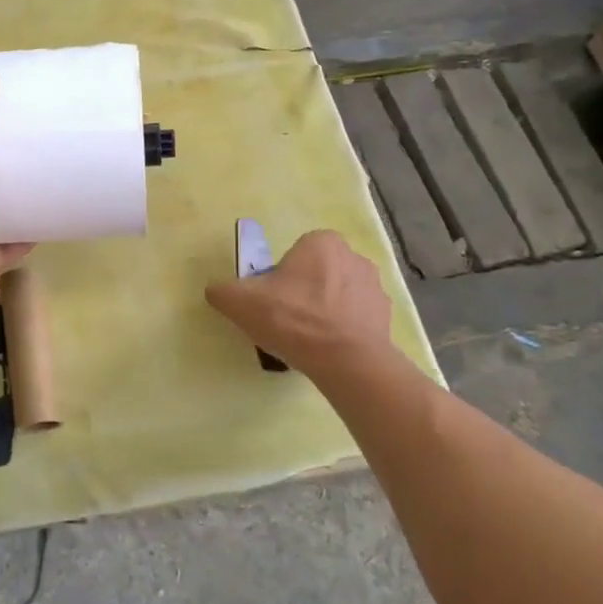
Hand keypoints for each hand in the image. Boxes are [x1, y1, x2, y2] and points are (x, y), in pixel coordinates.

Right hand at [204, 230, 401, 378]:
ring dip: (326, 311)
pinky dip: (344, 331)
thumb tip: (216, 290)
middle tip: (287, 320)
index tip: (272, 300)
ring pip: (340, 296)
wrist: (345, 361)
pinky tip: (328, 351)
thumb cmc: (293, 319)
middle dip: (305, 292)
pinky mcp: (386, 318)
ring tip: (308, 340)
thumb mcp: (240, 301)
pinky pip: (357, 320)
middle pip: (319, 272)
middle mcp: (354, 257)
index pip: (296, 253)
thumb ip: (222, 290)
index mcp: (322, 242)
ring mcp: (375, 288)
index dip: (280, 276)